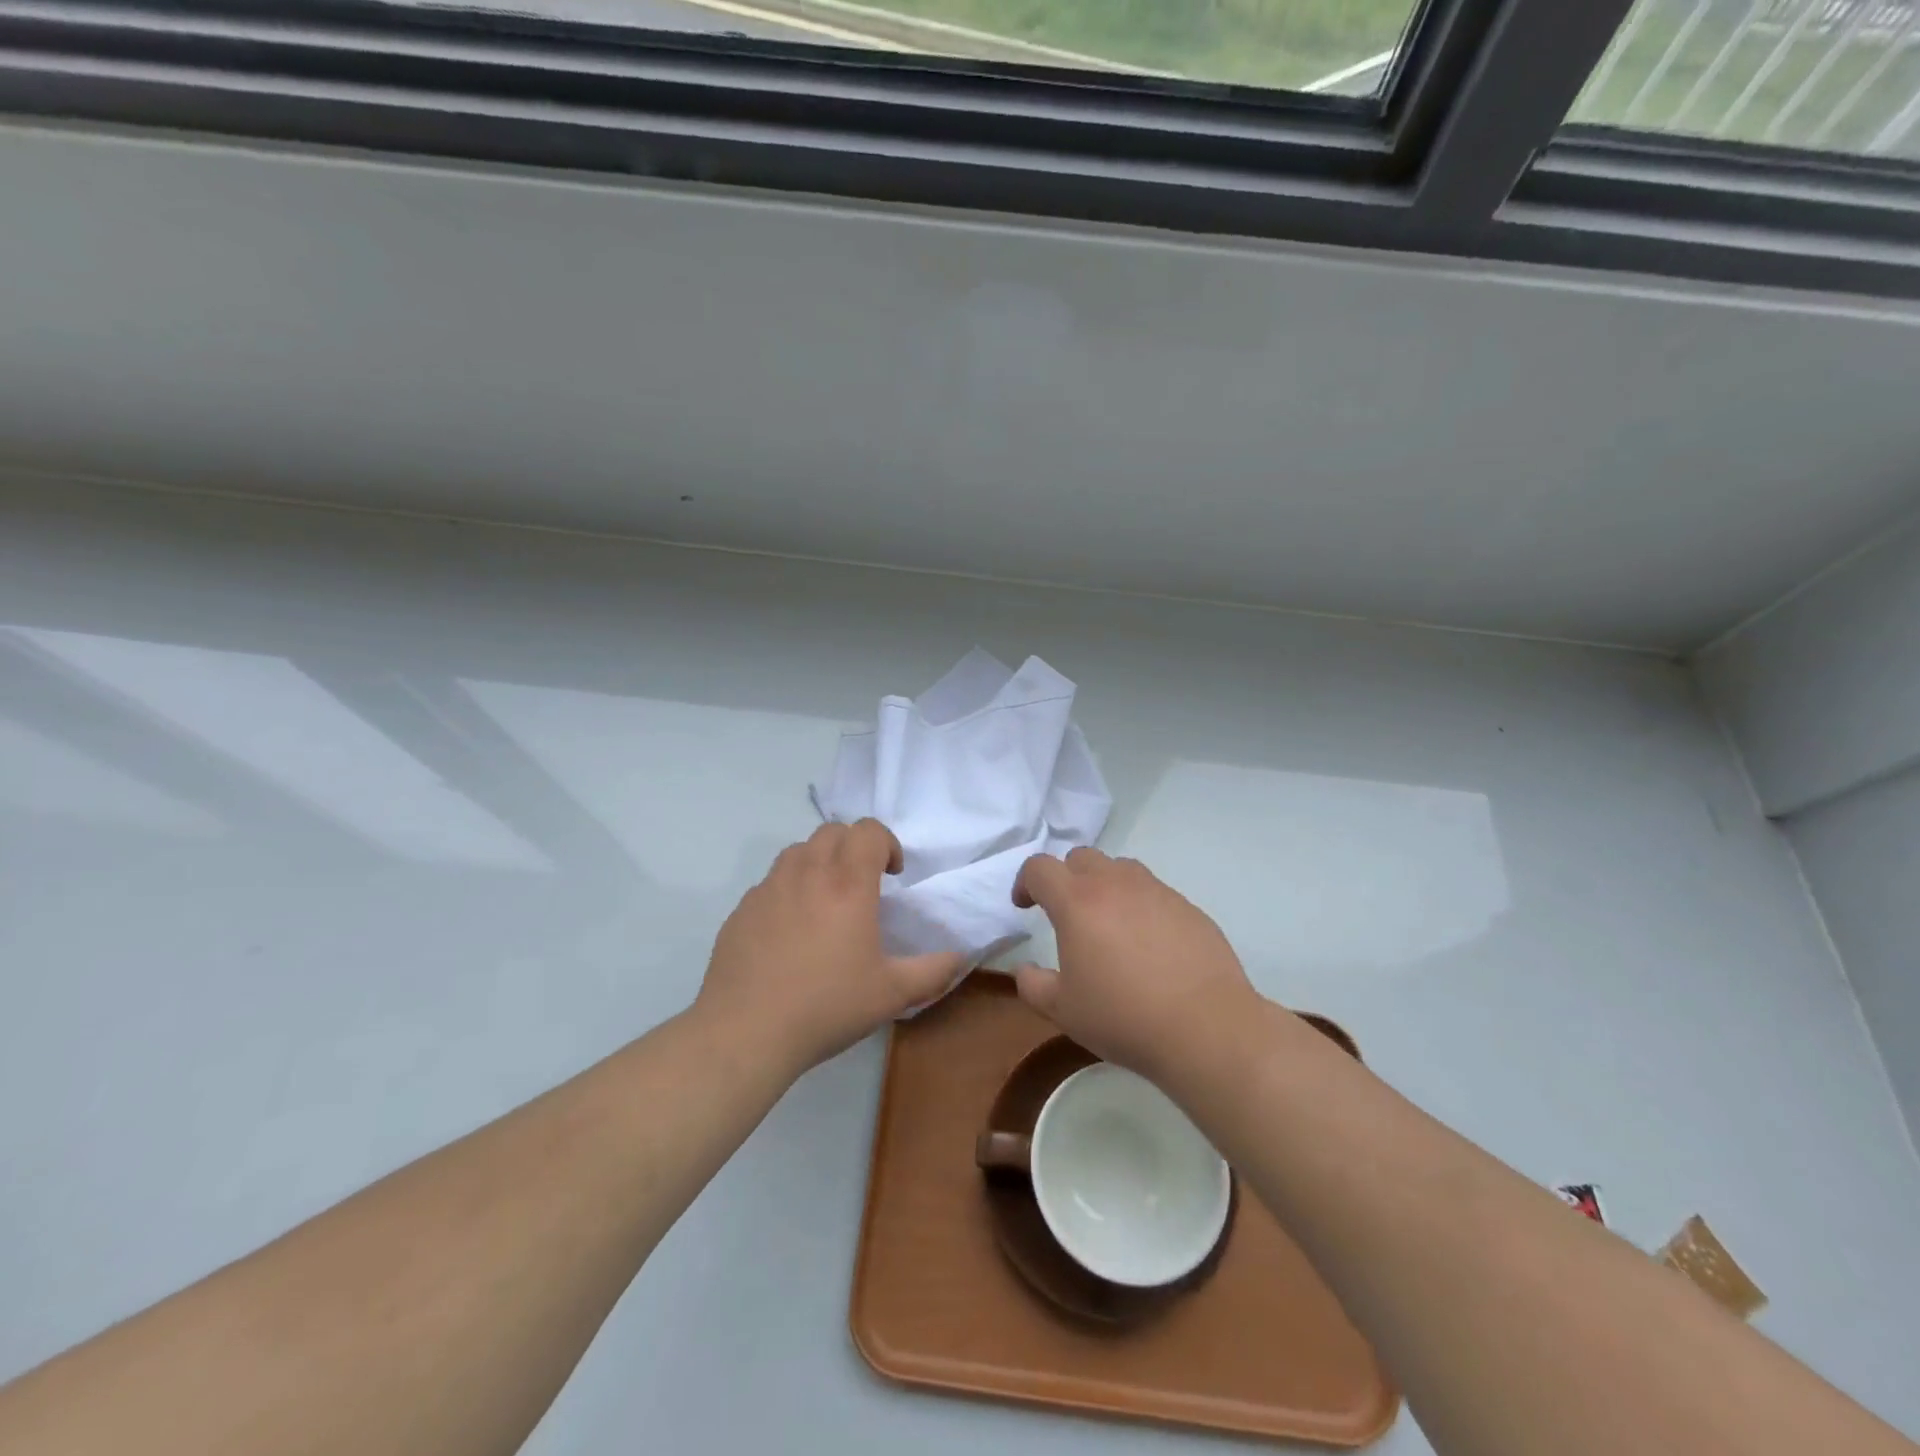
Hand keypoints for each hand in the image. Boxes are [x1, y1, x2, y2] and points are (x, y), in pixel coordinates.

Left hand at [697, 820, 968, 1076]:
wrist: (746, 1032)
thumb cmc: (826, 1007)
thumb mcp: (892, 994)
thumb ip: (933, 971)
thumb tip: (960, 956)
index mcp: (847, 885)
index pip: (868, 830)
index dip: (886, 843)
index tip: (892, 875)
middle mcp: (806, 874)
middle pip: (832, 832)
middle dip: (854, 847)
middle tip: (863, 884)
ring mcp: (769, 889)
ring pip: (798, 851)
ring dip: (820, 862)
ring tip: (826, 901)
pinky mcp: (742, 909)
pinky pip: (771, 882)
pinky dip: (788, 889)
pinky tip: (791, 931)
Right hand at [1012, 848, 1261, 1081]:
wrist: (1206, 1028)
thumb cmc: (1124, 1017)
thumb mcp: (1064, 1010)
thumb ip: (1034, 985)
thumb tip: (1024, 970)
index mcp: (1077, 902)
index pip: (1040, 868)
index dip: (1025, 882)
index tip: (1025, 907)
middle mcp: (1116, 884)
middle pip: (1081, 857)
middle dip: (1065, 878)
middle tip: (1066, 913)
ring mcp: (1157, 891)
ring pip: (1120, 868)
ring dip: (1104, 885)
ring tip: (1108, 924)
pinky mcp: (1188, 907)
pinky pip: (1154, 892)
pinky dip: (1140, 905)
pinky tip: (1148, 945)